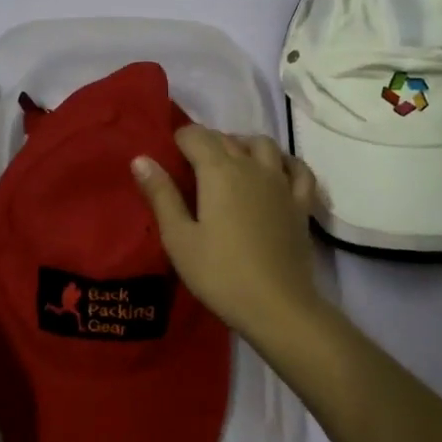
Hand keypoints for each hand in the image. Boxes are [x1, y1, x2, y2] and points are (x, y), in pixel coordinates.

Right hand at [132, 127, 329, 340]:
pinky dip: (284, 162)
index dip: (179, 139)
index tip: (169, 154)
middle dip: (206, 142)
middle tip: (190, 164)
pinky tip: (276, 170)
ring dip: (243, 144)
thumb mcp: (179, 238)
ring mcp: (281, 183)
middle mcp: (251, 166)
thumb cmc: (220, 273)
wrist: (277, 305)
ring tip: (230, 162)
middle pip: (226, 139)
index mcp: (219, 171)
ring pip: (263, 145)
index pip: (196, 136)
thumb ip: (161, 195)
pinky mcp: (301, 203)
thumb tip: (141, 159)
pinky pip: (298, 169)